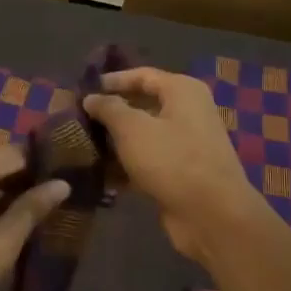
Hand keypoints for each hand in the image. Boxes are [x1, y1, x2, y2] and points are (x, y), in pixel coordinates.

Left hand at [0, 146, 70, 290]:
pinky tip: (3, 214)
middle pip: (0, 158)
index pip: (19, 152)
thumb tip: (62, 184)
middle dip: (27, 177)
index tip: (72, 181)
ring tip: (37, 210)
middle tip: (57, 200)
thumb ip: (30, 210)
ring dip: (6, 186)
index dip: (46, 166)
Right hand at [84, 68, 264, 267]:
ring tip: (82, 146)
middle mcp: (188, 112)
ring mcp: (186, 144)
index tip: (83, 90)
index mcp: (182, 91)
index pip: (142, 75)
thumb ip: (108, 108)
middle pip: (142, 105)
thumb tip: (91, 98)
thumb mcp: (132, 129)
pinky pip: (148, 161)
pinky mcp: (181, 173)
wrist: (212, 214)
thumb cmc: (172, 160)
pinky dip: (127, 165)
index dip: (112, 81)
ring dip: (115, 141)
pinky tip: (100, 174)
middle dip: (111, 113)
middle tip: (78, 119)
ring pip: (143, 135)